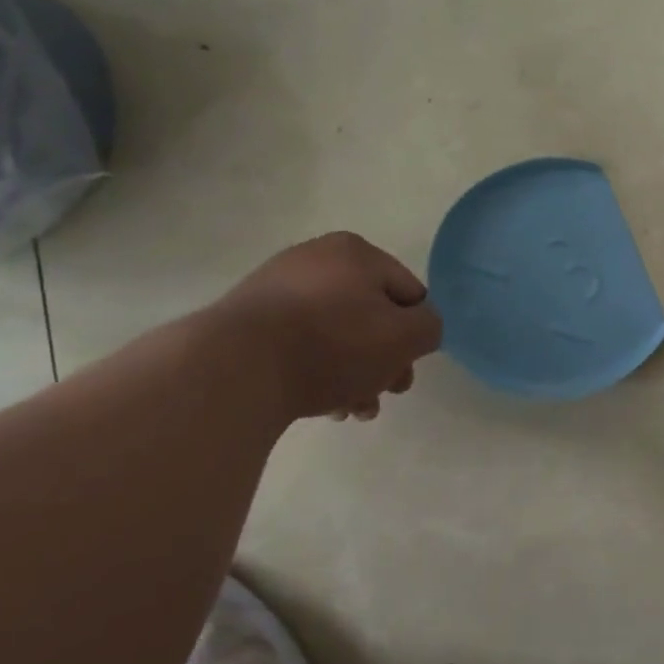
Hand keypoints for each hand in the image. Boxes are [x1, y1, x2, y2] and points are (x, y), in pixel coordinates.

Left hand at [211, 232, 443, 421]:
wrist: (234, 369)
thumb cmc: (334, 344)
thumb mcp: (406, 336)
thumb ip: (430, 327)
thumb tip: (418, 328)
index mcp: (355, 252)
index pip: (408, 293)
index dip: (415, 334)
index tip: (406, 368)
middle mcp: (314, 260)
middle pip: (371, 316)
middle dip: (383, 360)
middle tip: (385, 393)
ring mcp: (275, 289)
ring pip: (336, 335)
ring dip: (354, 373)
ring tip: (351, 411)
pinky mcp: (247, 322)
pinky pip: (300, 345)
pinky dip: (317, 371)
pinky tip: (321, 405)